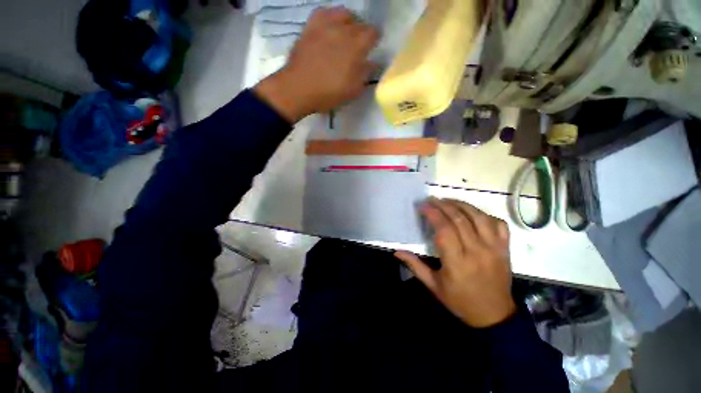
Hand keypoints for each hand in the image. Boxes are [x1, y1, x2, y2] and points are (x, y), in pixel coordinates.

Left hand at [254, 6, 378, 122]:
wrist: (299, 88)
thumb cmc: (329, 93)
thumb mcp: (353, 90)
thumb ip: (365, 74)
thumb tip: (373, 62)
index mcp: (356, 46)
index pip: (373, 33)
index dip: (375, 39)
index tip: (373, 46)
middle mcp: (343, 30)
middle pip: (359, 23)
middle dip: (362, 33)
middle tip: (359, 45)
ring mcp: (325, 25)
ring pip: (343, 13)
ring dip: (348, 22)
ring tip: (345, 33)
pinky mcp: (310, 26)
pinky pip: (324, 12)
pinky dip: (330, 17)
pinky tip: (329, 27)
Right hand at [395, 198, 515, 327]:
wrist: (494, 315)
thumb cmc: (460, 301)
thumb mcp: (433, 286)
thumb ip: (415, 266)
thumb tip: (396, 251)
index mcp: (457, 262)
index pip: (444, 230)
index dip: (432, 214)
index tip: (422, 206)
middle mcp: (477, 251)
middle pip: (460, 219)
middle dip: (443, 205)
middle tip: (432, 199)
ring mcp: (494, 248)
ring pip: (479, 217)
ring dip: (462, 205)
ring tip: (448, 200)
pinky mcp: (505, 248)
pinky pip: (498, 224)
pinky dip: (485, 214)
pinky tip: (473, 212)